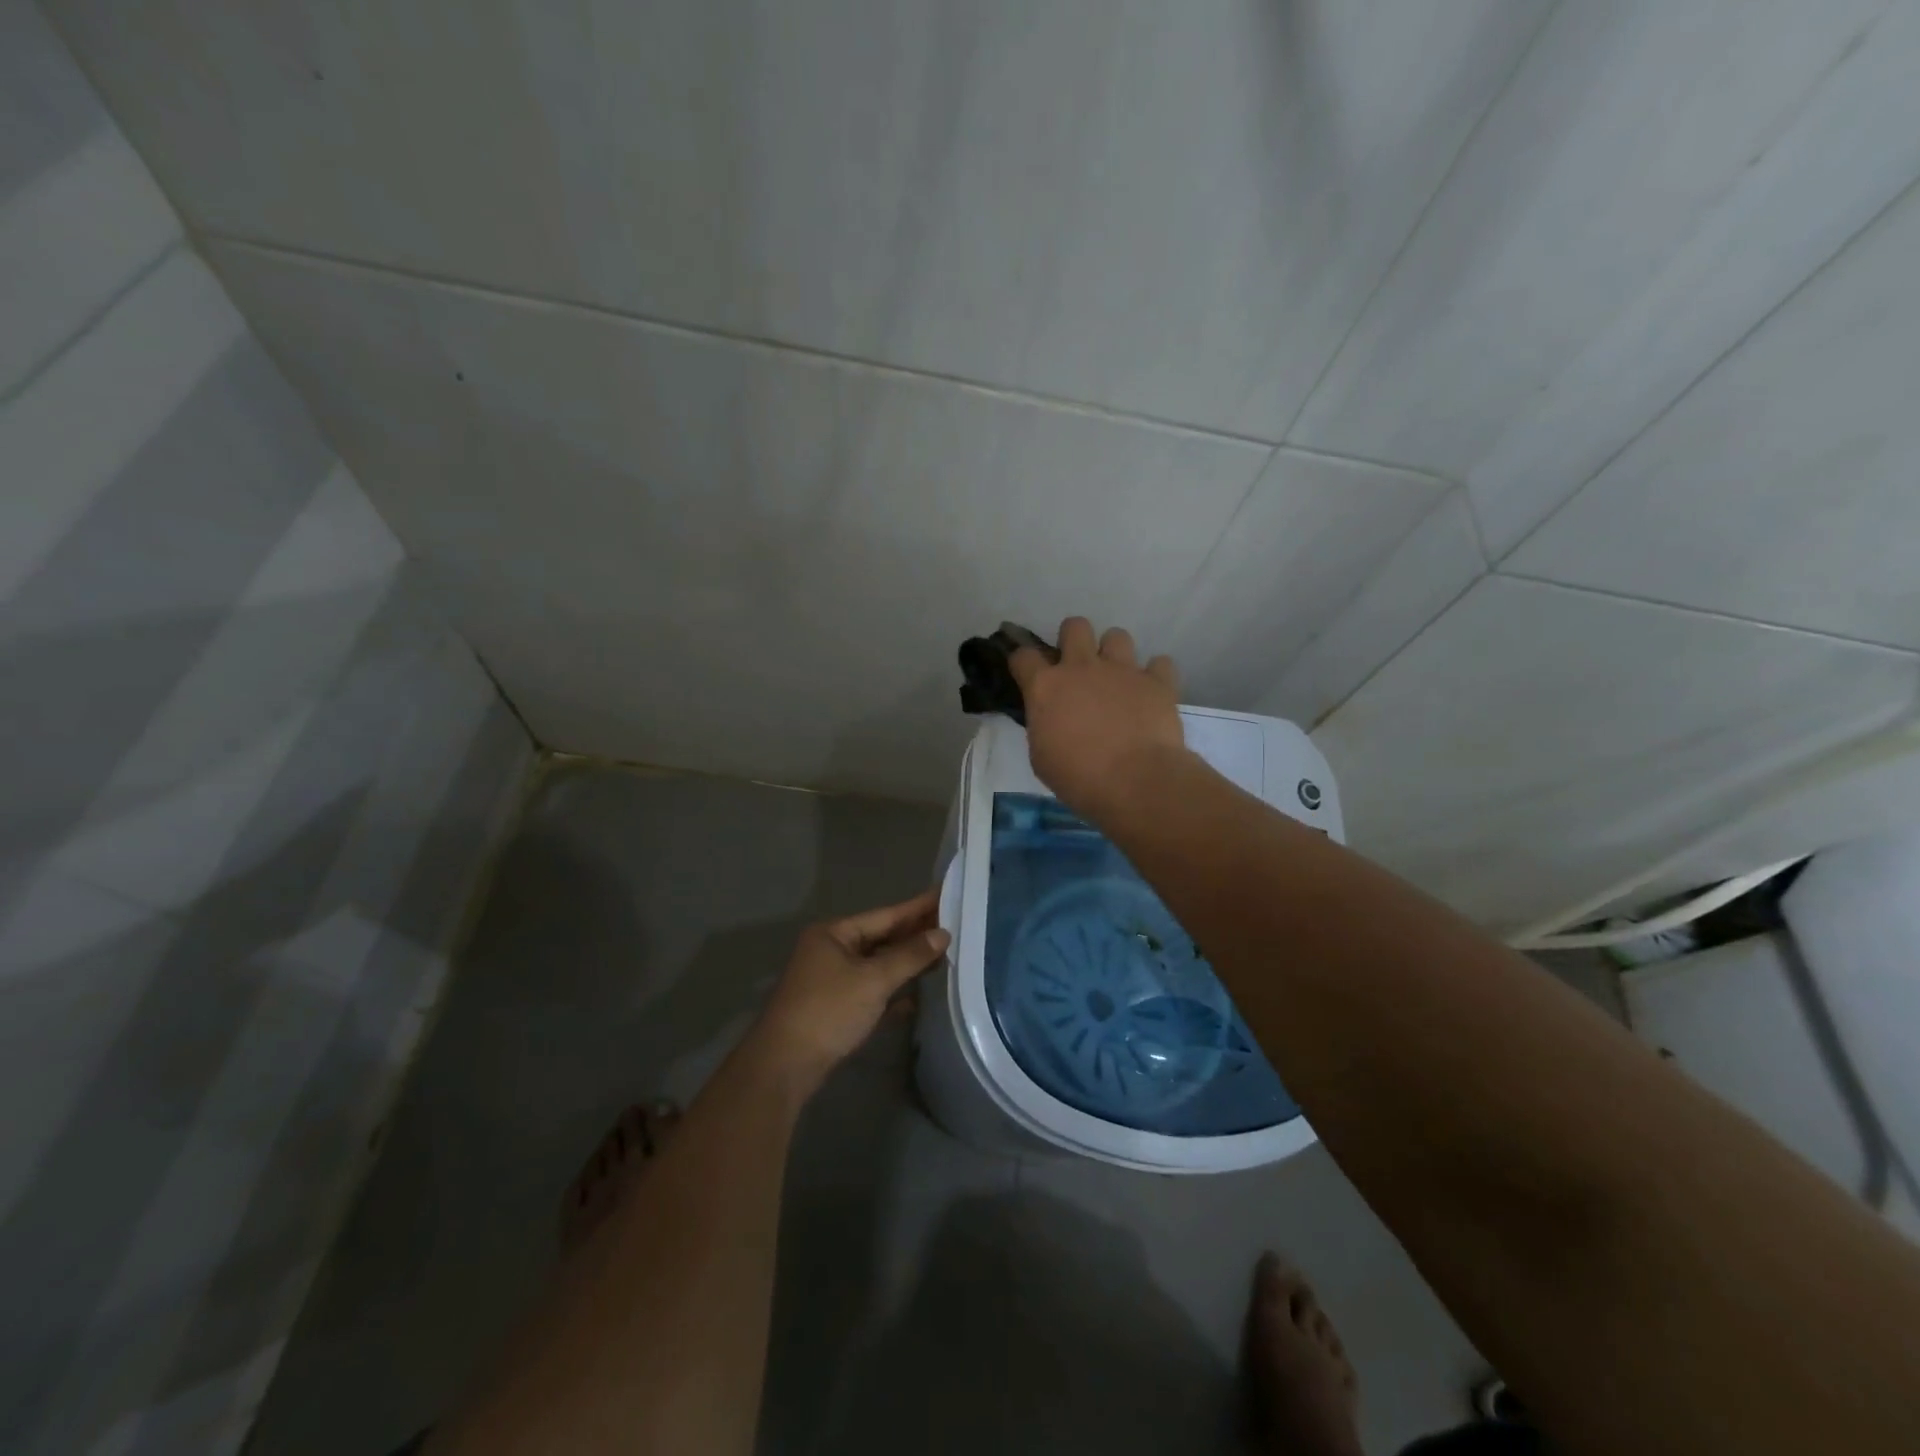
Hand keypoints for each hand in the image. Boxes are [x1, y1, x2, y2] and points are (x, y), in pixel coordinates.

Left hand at [747, 890, 949, 1091]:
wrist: (785, 1066)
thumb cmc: (828, 1011)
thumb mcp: (873, 980)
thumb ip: (910, 956)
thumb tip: (942, 934)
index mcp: (834, 934)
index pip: (885, 915)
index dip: (917, 907)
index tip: (945, 894)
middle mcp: (831, 951)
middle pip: (881, 939)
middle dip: (915, 935)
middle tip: (953, 924)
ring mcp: (831, 980)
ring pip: (877, 966)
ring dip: (906, 964)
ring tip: (943, 955)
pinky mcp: (835, 1008)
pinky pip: (871, 991)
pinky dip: (893, 992)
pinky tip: (918, 997)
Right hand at [1010, 616, 1187, 820]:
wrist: (1135, 781)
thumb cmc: (1078, 777)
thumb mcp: (1042, 757)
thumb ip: (1043, 727)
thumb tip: (1051, 720)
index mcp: (1046, 687)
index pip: (1024, 656)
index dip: (1023, 661)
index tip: (1026, 672)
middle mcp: (1082, 667)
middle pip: (1074, 626)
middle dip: (1073, 639)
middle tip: (1077, 665)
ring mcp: (1122, 670)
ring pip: (1117, 636)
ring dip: (1114, 653)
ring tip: (1116, 677)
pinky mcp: (1157, 682)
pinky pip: (1160, 663)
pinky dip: (1155, 675)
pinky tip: (1151, 692)